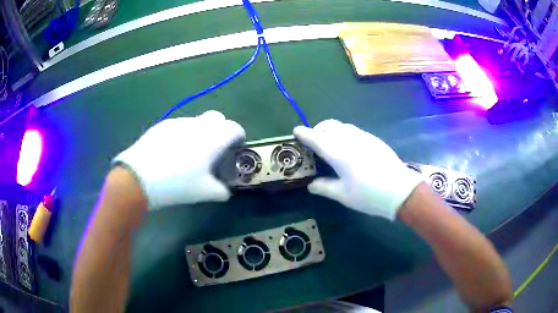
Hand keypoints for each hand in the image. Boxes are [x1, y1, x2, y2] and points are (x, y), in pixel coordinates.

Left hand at [113, 111, 244, 209]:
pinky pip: (179, 126)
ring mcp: (178, 122)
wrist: (140, 177)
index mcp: (213, 138)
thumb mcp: (203, 192)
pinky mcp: (162, 125)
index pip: (235, 128)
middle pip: (217, 118)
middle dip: (220, 129)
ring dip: (200, 132)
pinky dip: (182, 135)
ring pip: (196, 121)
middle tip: (213, 149)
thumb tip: (225, 191)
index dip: (238, 137)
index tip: (234, 148)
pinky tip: (170, 152)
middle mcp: (198, 125)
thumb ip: (220, 191)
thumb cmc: (177, 184)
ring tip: (188, 153)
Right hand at [294, 120, 422, 219]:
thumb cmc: (369, 195)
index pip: (316, 138)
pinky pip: (354, 130)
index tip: (296, 131)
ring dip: (331, 130)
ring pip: (342, 126)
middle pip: (329, 126)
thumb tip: (311, 185)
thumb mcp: (344, 195)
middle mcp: (350, 140)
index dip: (304, 133)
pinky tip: (349, 147)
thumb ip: (325, 187)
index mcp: (338, 153)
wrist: (400, 190)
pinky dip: (345, 133)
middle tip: (314, 141)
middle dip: (318, 129)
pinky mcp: (374, 140)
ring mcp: (364, 137)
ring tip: (331, 143)